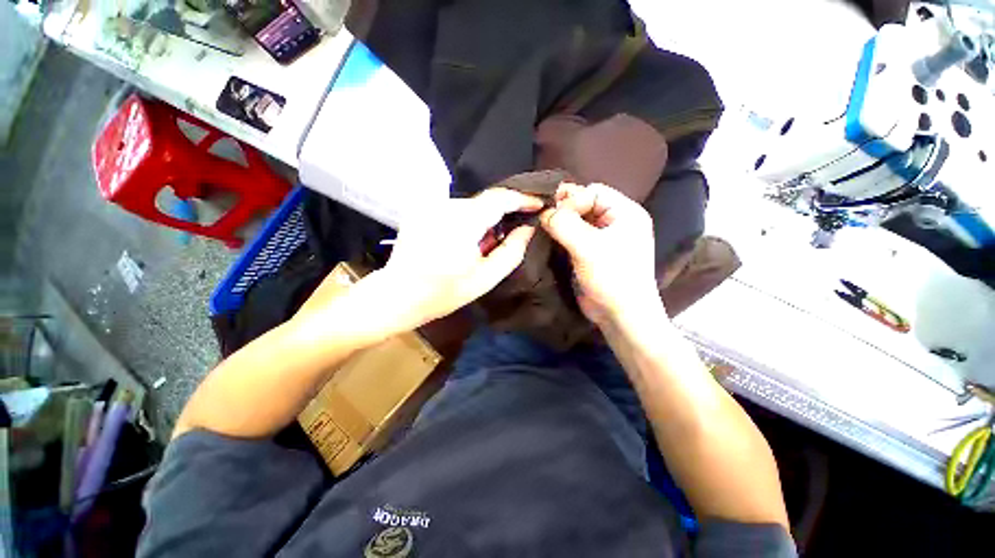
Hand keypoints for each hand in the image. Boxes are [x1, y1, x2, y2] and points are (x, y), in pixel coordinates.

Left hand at [375, 188, 543, 329]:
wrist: (397, 295)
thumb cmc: (443, 293)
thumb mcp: (485, 278)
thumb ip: (511, 252)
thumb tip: (528, 228)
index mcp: (462, 222)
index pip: (499, 198)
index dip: (522, 199)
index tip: (538, 204)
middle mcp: (444, 206)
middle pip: (485, 200)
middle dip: (503, 212)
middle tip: (514, 229)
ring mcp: (429, 205)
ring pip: (470, 204)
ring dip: (484, 217)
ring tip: (487, 240)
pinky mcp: (421, 209)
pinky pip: (455, 208)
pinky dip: (468, 219)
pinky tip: (466, 239)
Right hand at [541, 182, 659, 325]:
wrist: (620, 315)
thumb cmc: (612, 277)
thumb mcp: (588, 247)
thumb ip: (565, 224)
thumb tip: (544, 212)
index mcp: (625, 213)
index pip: (594, 192)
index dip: (572, 200)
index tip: (553, 216)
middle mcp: (616, 222)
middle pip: (585, 204)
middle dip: (564, 211)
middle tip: (543, 219)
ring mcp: (603, 239)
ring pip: (577, 221)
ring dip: (560, 224)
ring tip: (543, 229)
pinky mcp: (591, 253)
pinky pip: (574, 237)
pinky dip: (560, 236)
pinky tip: (548, 240)